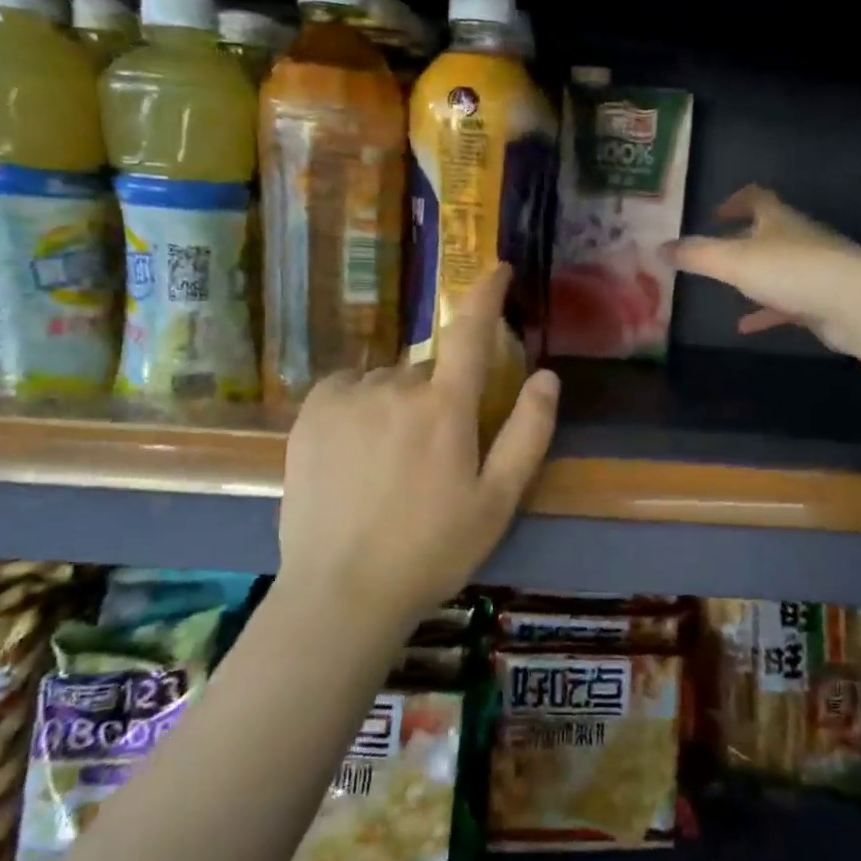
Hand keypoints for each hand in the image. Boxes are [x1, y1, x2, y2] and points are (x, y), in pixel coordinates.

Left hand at [277, 265, 560, 624]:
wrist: (341, 592)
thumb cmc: (432, 550)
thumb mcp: (497, 501)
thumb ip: (528, 433)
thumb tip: (548, 375)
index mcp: (446, 408)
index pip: (472, 332)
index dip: (487, 294)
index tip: (497, 268)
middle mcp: (396, 388)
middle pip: (429, 372)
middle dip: (439, 400)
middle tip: (434, 458)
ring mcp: (348, 396)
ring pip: (389, 383)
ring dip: (399, 406)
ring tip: (389, 467)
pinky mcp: (312, 412)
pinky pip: (350, 388)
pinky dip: (362, 406)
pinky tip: (357, 453)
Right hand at [672, 185, 860, 353]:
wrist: (856, 302)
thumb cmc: (792, 270)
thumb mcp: (734, 261)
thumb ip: (697, 254)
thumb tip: (660, 248)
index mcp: (778, 219)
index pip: (757, 197)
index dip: (735, 201)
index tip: (716, 213)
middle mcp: (798, 238)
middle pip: (769, 232)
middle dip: (743, 240)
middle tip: (716, 252)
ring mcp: (814, 269)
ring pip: (778, 269)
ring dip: (754, 278)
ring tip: (726, 291)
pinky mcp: (822, 300)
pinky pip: (787, 303)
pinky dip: (765, 311)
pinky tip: (745, 328)